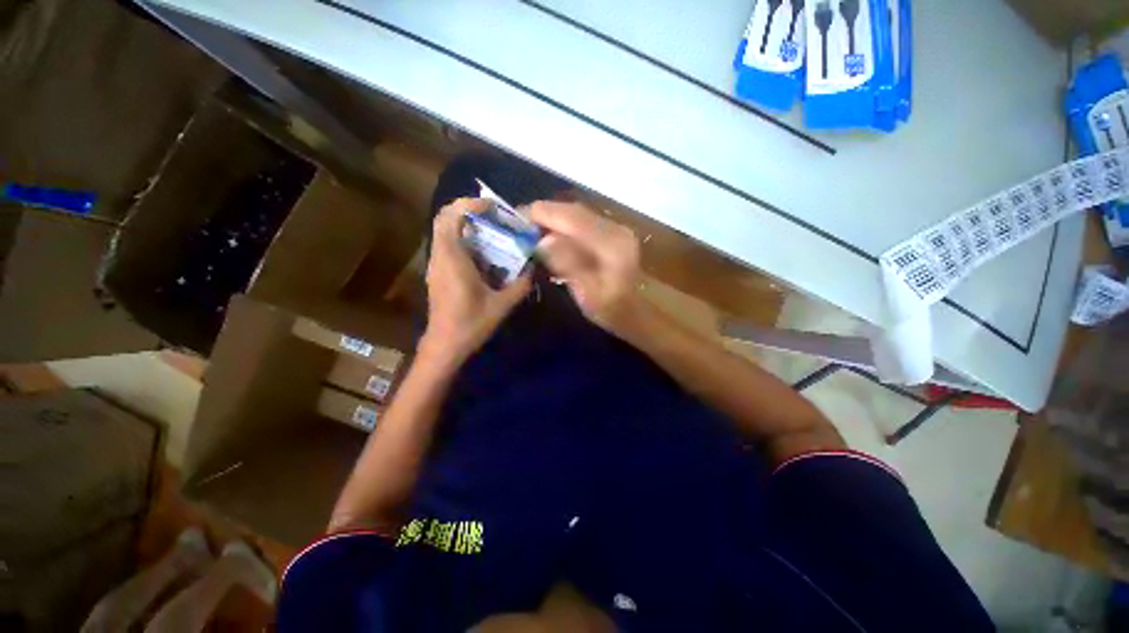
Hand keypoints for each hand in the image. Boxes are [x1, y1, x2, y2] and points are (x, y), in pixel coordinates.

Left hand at [420, 199, 530, 365]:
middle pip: (443, 219)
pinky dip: (462, 239)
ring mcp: (436, 265)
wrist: (445, 345)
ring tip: (490, 229)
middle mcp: (440, 256)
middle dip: (466, 209)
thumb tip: (533, 268)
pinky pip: (447, 245)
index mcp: (452, 259)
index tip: (492, 206)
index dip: (469, 204)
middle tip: (491, 214)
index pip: (450, 217)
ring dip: (464, 224)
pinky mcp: (438, 273)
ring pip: (444, 231)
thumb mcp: (502, 305)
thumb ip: (520, 284)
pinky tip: (483, 252)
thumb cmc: (471, 323)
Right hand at [531, 201, 643, 334]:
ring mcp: (616, 229)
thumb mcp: (587, 294)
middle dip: (545, 213)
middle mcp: (616, 229)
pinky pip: (582, 222)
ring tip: (530, 228)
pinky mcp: (612, 233)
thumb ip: (568, 265)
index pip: (573, 218)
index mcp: (612, 244)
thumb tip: (543, 241)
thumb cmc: (611, 310)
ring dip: (553, 218)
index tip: (517, 218)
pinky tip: (551, 235)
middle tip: (520, 223)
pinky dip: (563, 225)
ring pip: (577, 214)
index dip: (544, 214)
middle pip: (574, 211)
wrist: (635, 313)